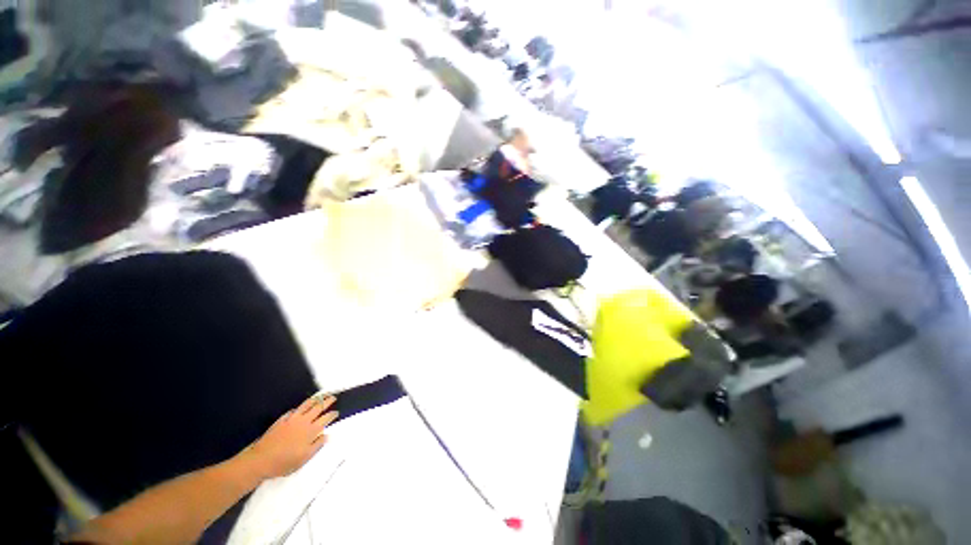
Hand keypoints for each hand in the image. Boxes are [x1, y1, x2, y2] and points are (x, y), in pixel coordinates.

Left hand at [242, 395, 338, 479]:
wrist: (261, 460)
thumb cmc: (284, 462)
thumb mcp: (304, 458)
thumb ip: (317, 445)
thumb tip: (327, 435)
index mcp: (311, 431)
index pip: (326, 419)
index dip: (332, 415)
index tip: (336, 413)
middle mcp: (304, 422)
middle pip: (318, 408)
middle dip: (327, 402)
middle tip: (333, 397)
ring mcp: (292, 419)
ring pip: (306, 405)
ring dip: (315, 400)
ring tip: (321, 396)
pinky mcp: (282, 420)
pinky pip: (293, 410)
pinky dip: (299, 408)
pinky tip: (300, 408)